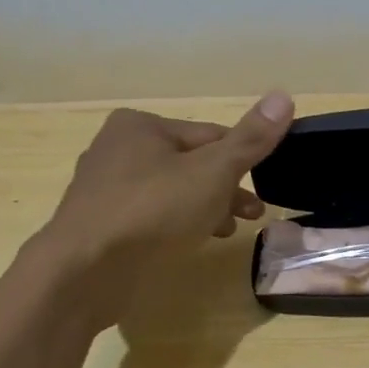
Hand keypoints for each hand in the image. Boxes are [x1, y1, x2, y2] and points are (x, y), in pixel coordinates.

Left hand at [38, 91, 294, 320]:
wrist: (84, 273)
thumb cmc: (153, 211)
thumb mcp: (213, 172)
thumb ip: (249, 139)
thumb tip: (284, 95)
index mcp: (141, 126)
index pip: (210, 135)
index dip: (242, 160)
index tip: (264, 188)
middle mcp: (117, 148)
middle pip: (190, 164)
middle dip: (225, 189)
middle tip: (253, 214)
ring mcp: (104, 189)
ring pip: (172, 192)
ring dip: (205, 208)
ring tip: (228, 231)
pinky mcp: (101, 224)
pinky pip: (150, 216)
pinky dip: (175, 225)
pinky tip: (191, 243)